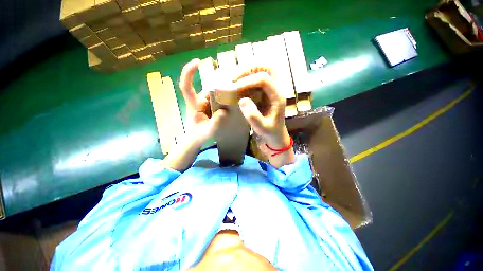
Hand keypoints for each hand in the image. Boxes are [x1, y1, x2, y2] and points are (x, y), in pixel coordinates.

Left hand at [179, 59, 227, 146]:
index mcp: (194, 105)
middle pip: (208, 89)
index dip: (189, 73)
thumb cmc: (198, 135)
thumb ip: (215, 123)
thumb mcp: (208, 131)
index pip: (186, 87)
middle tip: (234, 87)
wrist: (197, 139)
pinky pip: (217, 100)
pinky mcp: (210, 107)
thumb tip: (224, 111)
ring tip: (236, 95)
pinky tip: (233, 101)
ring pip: (214, 94)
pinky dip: (224, 99)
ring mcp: (205, 103)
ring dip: (223, 94)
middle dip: (219, 87)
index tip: (197, 62)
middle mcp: (199, 101)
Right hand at [232, 70, 290, 149]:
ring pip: (262, 70)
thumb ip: (253, 116)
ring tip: (235, 79)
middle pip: (266, 68)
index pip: (264, 80)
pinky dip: (247, 78)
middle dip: (249, 70)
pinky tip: (238, 85)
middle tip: (234, 78)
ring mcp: (271, 89)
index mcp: (277, 97)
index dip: (248, 81)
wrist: (276, 134)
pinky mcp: (266, 92)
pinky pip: (257, 78)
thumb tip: (242, 100)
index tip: (234, 88)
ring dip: (248, 72)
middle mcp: (276, 89)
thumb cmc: (270, 132)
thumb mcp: (262, 128)